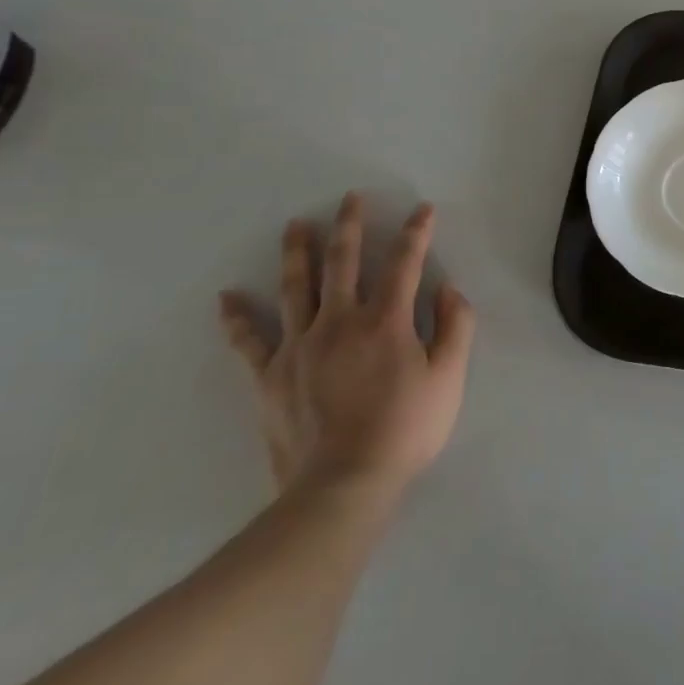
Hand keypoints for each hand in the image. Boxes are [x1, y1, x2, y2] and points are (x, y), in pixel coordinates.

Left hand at [219, 193, 476, 499]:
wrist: (343, 486)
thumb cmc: (406, 429)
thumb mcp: (450, 378)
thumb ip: (456, 326)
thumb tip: (448, 289)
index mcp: (386, 321)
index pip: (404, 263)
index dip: (416, 233)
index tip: (422, 210)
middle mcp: (340, 322)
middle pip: (343, 263)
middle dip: (349, 226)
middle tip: (349, 198)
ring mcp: (299, 347)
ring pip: (296, 288)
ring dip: (297, 253)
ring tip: (295, 225)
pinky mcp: (270, 376)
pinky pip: (250, 341)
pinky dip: (238, 318)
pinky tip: (227, 297)